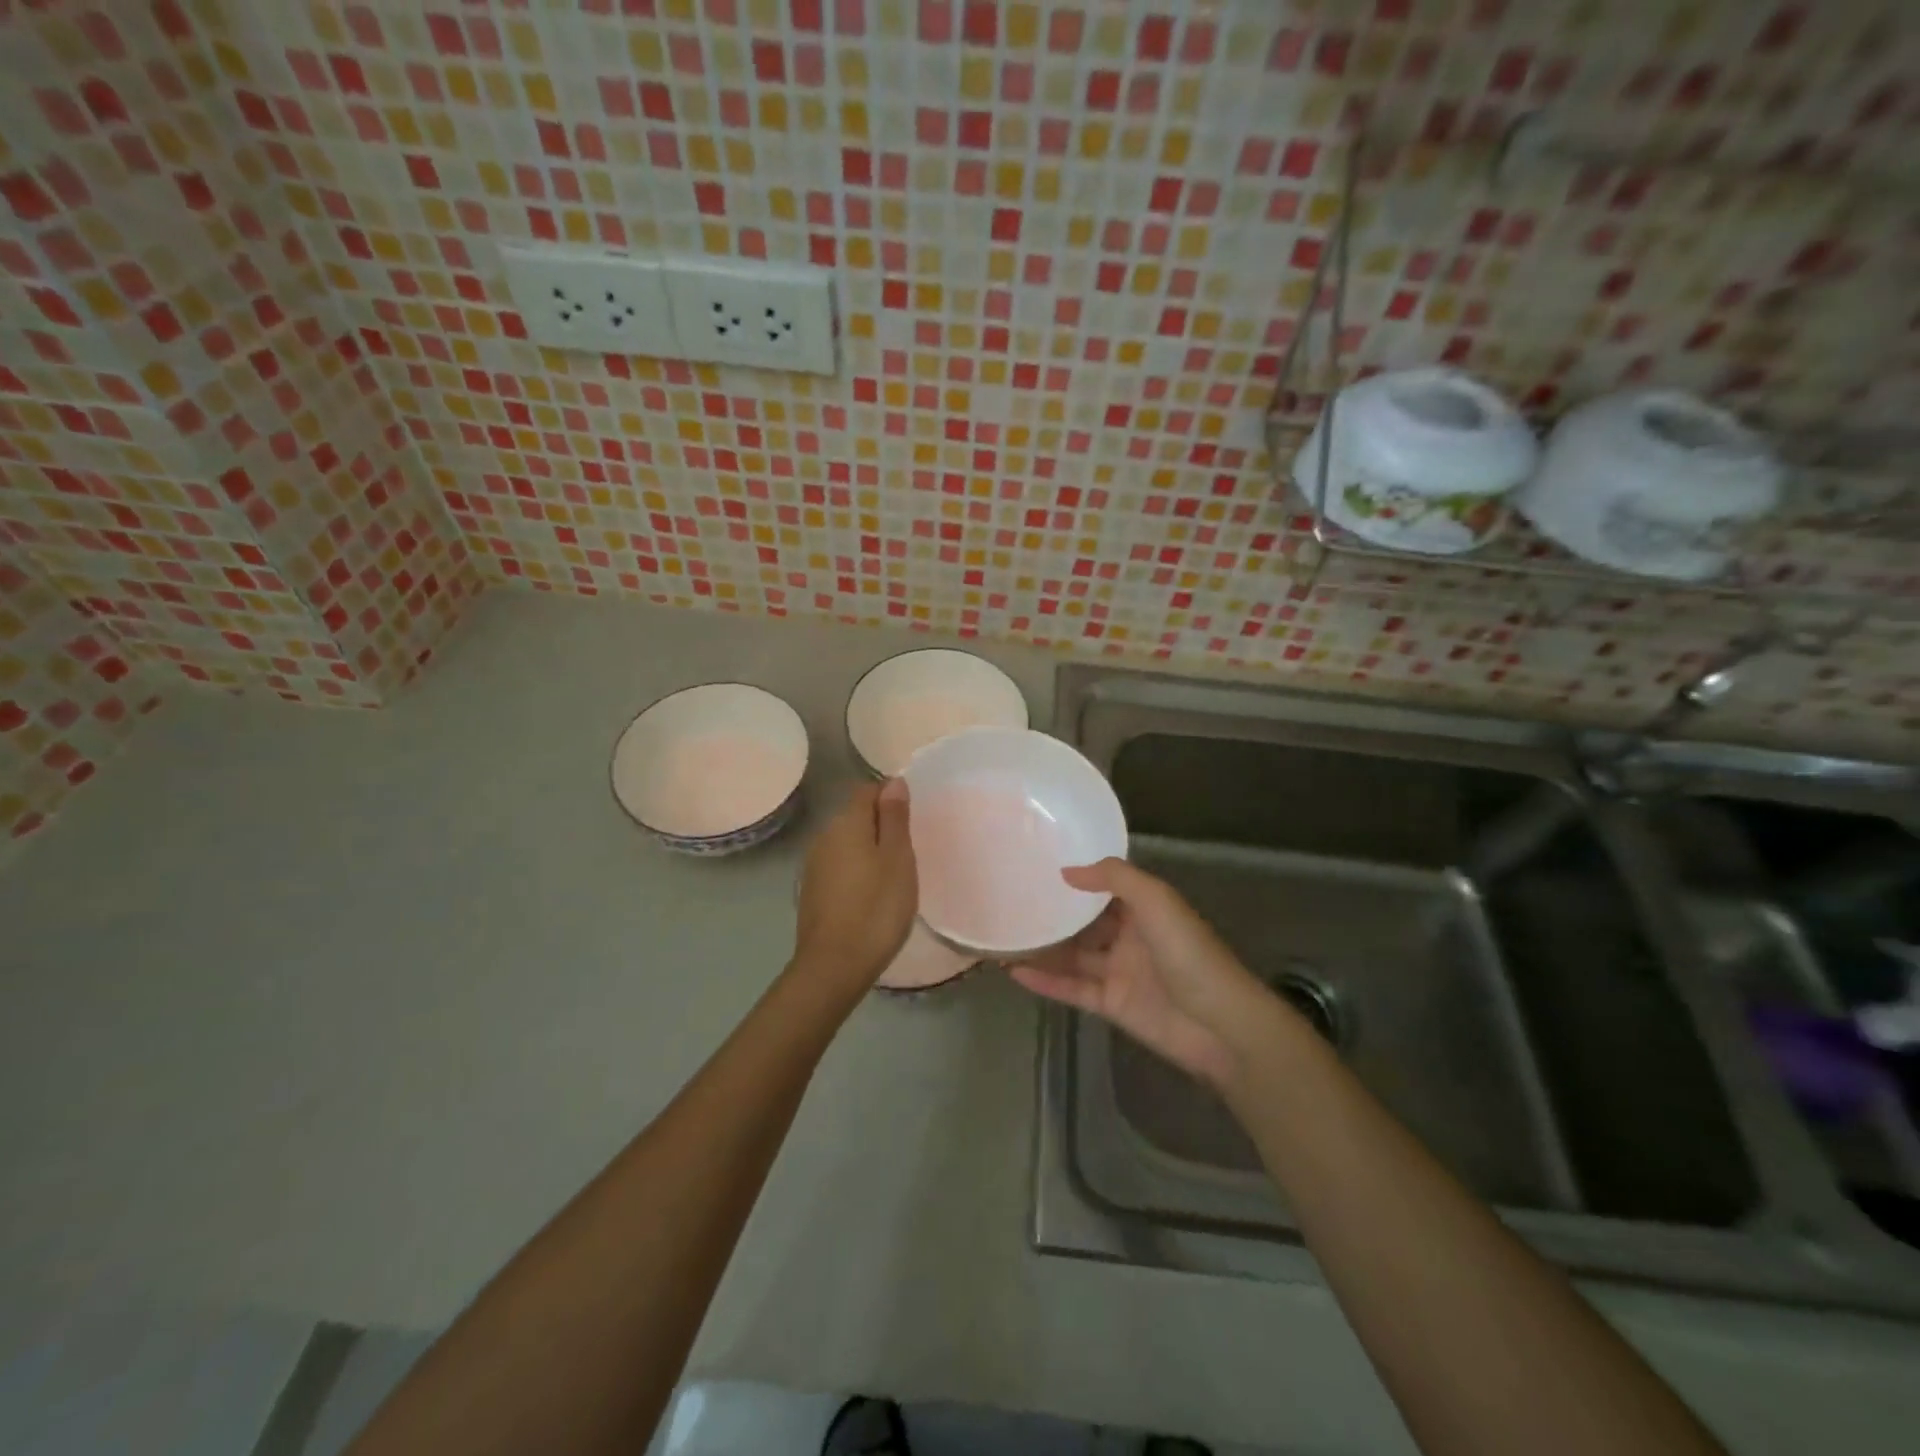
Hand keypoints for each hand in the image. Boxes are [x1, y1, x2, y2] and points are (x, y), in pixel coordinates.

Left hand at [792, 780, 916, 999]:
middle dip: (880, 826)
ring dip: (868, 851)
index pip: (867, 791)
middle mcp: (824, 836)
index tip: (911, 823)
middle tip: (908, 853)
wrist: (834, 966)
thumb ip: (895, 818)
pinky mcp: (812, 891)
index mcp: (846, 823)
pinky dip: (856, 872)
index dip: (890, 798)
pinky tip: (870, 896)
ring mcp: (814, 865)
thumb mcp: (897, 859)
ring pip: (846, 843)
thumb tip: (893, 782)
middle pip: (855, 816)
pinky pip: (839, 867)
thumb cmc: (876, 908)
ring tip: (893, 877)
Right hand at [1011, 859, 1269, 1087]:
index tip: (1038, 865)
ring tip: (1002, 935)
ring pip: (1073, 955)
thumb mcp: (1156, 900)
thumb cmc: (1189, 953)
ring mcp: (1118, 971)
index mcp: (1144, 908)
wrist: (1219, 1024)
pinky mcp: (1110, 1004)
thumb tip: (1067, 870)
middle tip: (1010, 900)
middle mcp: (1129, 936)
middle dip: (1053, 913)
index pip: (1104, 888)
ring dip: (1042, 948)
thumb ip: (1114, 878)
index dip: (1075, 878)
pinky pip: (1071, 988)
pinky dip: (1045, 981)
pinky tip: (1014, 970)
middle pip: (1083, 922)